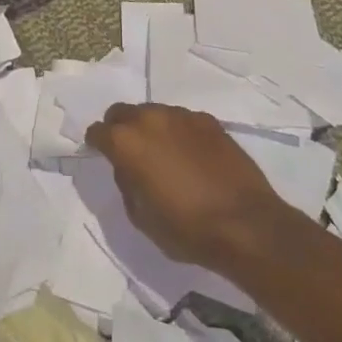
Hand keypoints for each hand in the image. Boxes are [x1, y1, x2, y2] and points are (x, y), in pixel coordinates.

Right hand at [84, 103, 289, 276]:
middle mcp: (150, 119)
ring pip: (154, 112)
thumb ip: (126, 184)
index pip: (98, 132)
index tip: (100, 154)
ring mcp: (181, 116)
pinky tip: (190, 155)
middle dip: (119, 128)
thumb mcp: (141, 217)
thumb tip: (128, 168)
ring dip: (150, 128)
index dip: (96, 144)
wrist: (245, 224)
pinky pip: (182, 120)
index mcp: (126, 142)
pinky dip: (178, 132)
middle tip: (129, 152)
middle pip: (122, 112)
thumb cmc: (186, 228)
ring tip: (163, 154)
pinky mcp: (208, 121)